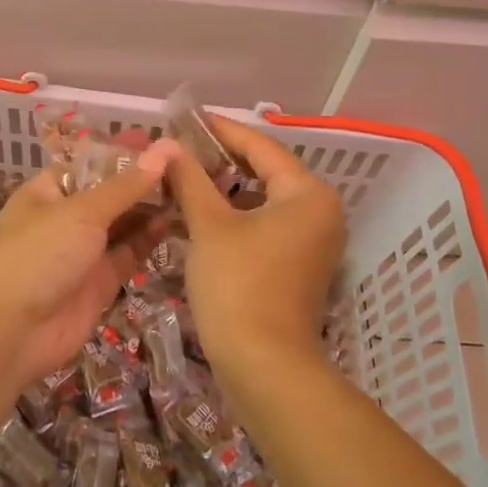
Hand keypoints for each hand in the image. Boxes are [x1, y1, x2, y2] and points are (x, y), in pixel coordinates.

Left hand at [0, 138, 179, 389]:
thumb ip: (127, 185)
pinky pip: (129, 253)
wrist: (10, 332)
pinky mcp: (100, 281)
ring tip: (190, 189)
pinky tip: (175, 221)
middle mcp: (66, 217)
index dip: (124, 150)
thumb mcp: (82, 211)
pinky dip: (150, 238)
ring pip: (123, 223)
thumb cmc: (38, 255)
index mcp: (49, 190)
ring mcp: (83, 251)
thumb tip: (166, 148)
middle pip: (110, 192)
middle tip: (188, 164)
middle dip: (143, 180)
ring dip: (151, 208)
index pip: (92, 161)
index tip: (163, 139)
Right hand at [162, 116, 346, 374]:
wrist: (265, 368)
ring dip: (225, 189)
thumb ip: (190, 179)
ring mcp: (313, 240)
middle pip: (265, 171)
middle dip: (221, 159)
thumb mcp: (209, 226)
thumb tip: (168, 146)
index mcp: (307, 193)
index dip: (221, 130)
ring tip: (184, 176)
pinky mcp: (299, 264)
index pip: (260, 146)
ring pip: (263, 199)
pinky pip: (266, 223)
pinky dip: (236, 215)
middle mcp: (320, 211)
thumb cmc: (239, 285)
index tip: (187, 118)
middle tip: (180, 148)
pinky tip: (200, 213)